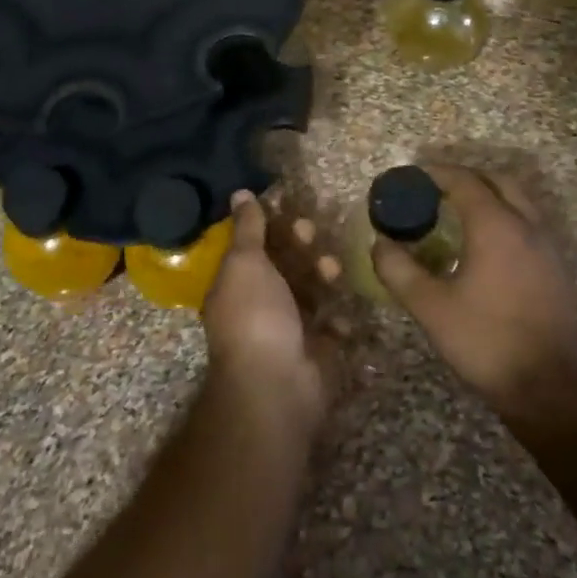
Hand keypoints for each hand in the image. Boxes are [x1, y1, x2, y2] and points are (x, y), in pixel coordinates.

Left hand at [201, 191, 340, 433]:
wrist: (277, 385)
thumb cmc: (255, 315)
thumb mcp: (245, 262)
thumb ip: (248, 228)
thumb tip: (240, 193)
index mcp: (236, 285)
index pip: (254, 247)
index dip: (271, 225)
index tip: (290, 206)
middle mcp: (259, 306)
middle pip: (284, 267)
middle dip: (299, 246)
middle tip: (310, 231)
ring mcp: (288, 331)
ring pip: (310, 292)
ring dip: (322, 275)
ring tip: (332, 269)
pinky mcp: (316, 352)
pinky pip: (330, 327)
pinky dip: (338, 318)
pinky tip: (340, 311)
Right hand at [372, 165, 576, 408]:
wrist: (549, 385)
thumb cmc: (485, 340)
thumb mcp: (429, 307)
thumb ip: (398, 270)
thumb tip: (379, 244)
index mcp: (496, 226)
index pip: (464, 181)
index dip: (434, 174)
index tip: (408, 178)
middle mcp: (526, 225)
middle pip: (497, 181)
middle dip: (465, 178)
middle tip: (433, 190)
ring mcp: (546, 247)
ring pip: (517, 202)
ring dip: (487, 197)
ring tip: (454, 215)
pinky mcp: (555, 269)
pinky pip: (527, 225)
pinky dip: (503, 218)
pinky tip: (482, 247)